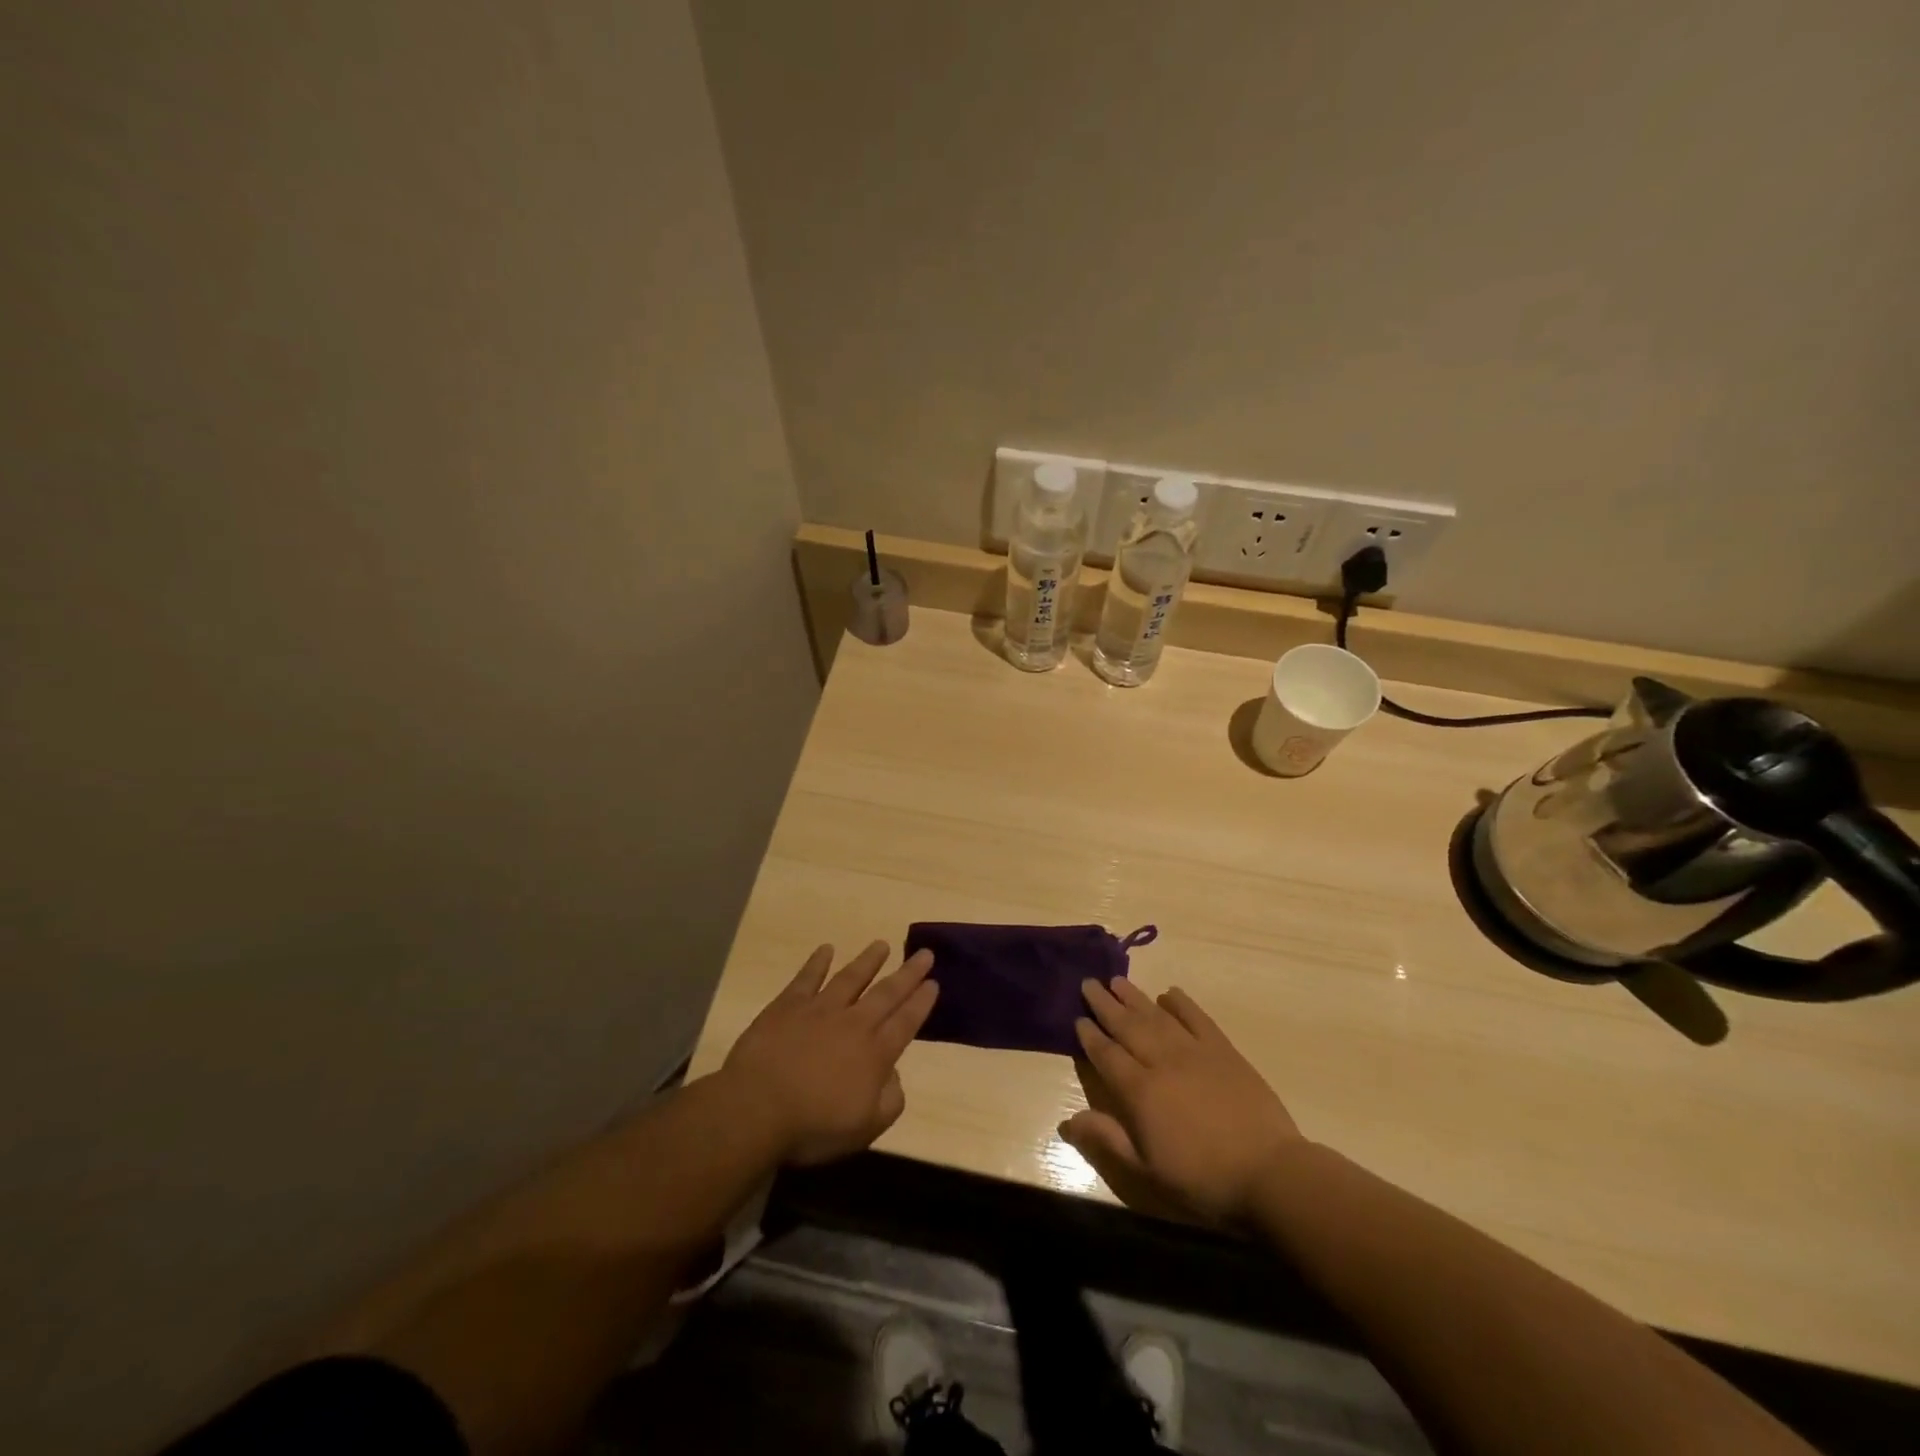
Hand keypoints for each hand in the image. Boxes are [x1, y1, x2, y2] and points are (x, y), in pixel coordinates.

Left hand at [722, 941, 937, 1165]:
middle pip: (887, 993)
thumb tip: (894, 1075)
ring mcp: (820, 1010)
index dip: (921, 1003)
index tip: (934, 983)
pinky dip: (817, 962)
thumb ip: (890, 1101)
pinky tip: (826, 949)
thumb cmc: (813, 1126)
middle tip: (925, 953)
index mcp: (875, 1054)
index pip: (906, 1022)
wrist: (758, 1108)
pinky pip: (807, 977)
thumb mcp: (865, 1129)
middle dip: (908, 974)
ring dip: (868, 961)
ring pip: (851, 978)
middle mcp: (854, 1024)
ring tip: (882, 945)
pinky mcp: (788, 1005)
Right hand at [1062, 979, 1304, 1226]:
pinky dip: (1182, 1004)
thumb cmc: (1203, 1180)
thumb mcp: (1147, 1172)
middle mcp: (1162, 1062)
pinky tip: (1169, 993)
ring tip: (1117, 980)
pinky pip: (1197, 1019)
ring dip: (1135, 997)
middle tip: (1088, 983)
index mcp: (1140, 1092)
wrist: (1269, 1174)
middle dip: (1105, 1005)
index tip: (1077, 1017)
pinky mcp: (1224, 1051)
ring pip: (1157, 1017)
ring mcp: (1195, 1052)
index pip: (1107, 1055)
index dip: (1090, 1036)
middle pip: (1127, 1027)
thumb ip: (1107, 1140)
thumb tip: (1067, 1120)